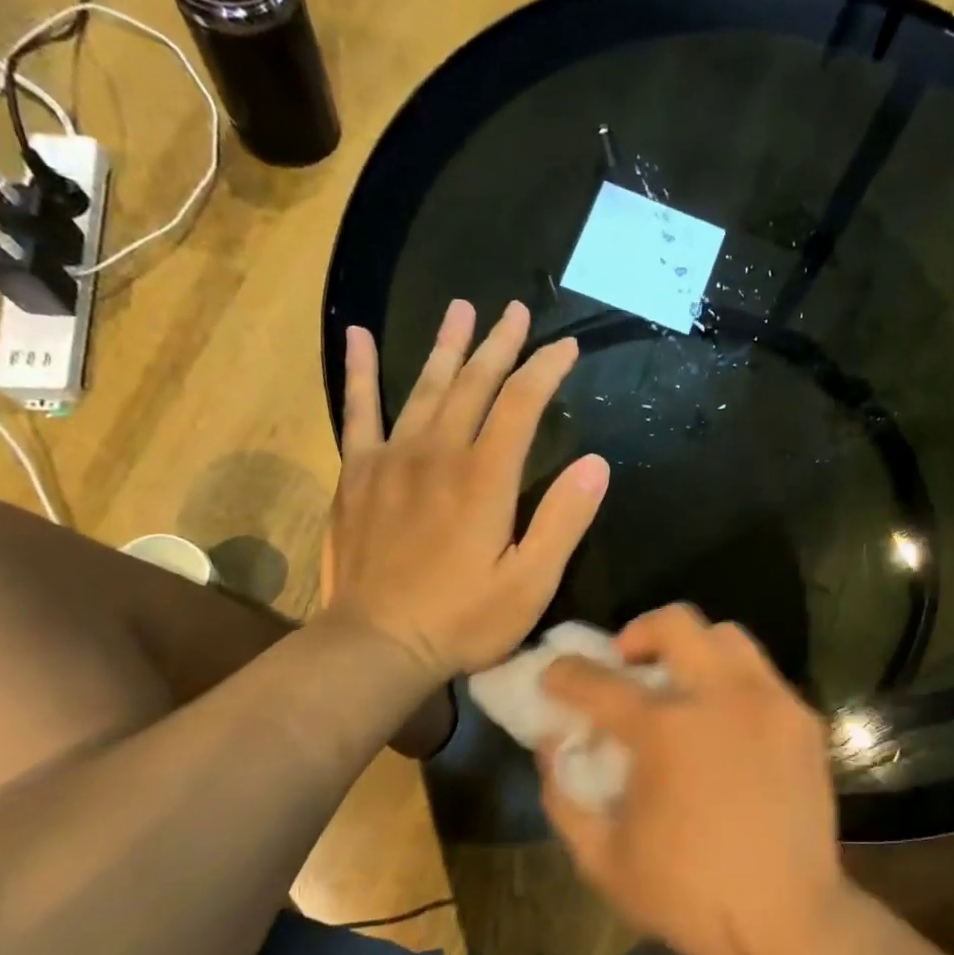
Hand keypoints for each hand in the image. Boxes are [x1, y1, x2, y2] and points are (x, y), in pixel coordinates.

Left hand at [321, 299, 608, 683]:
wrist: (375, 645)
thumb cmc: (463, 620)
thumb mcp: (531, 583)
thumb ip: (563, 520)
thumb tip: (596, 463)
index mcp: (485, 477)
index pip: (522, 404)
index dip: (546, 370)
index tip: (566, 347)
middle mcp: (439, 453)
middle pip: (473, 383)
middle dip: (500, 345)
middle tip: (516, 311)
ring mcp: (392, 459)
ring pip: (425, 387)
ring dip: (446, 346)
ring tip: (461, 309)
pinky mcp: (357, 475)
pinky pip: (358, 411)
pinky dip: (360, 372)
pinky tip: (358, 336)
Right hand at [538, 605, 862, 954]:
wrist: (788, 921)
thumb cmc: (688, 896)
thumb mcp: (601, 859)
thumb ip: (563, 794)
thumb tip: (554, 743)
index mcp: (664, 730)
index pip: (598, 680)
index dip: (565, 673)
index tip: (554, 674)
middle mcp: (719, 697)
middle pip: (675, 622)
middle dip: (638, 631)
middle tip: (627, 661)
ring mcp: (769, 702)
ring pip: (727, 636)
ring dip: (694, 647)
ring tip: (682, 684)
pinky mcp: (803, 720)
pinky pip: (762, 675)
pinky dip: (733, 681)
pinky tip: (726, 722)